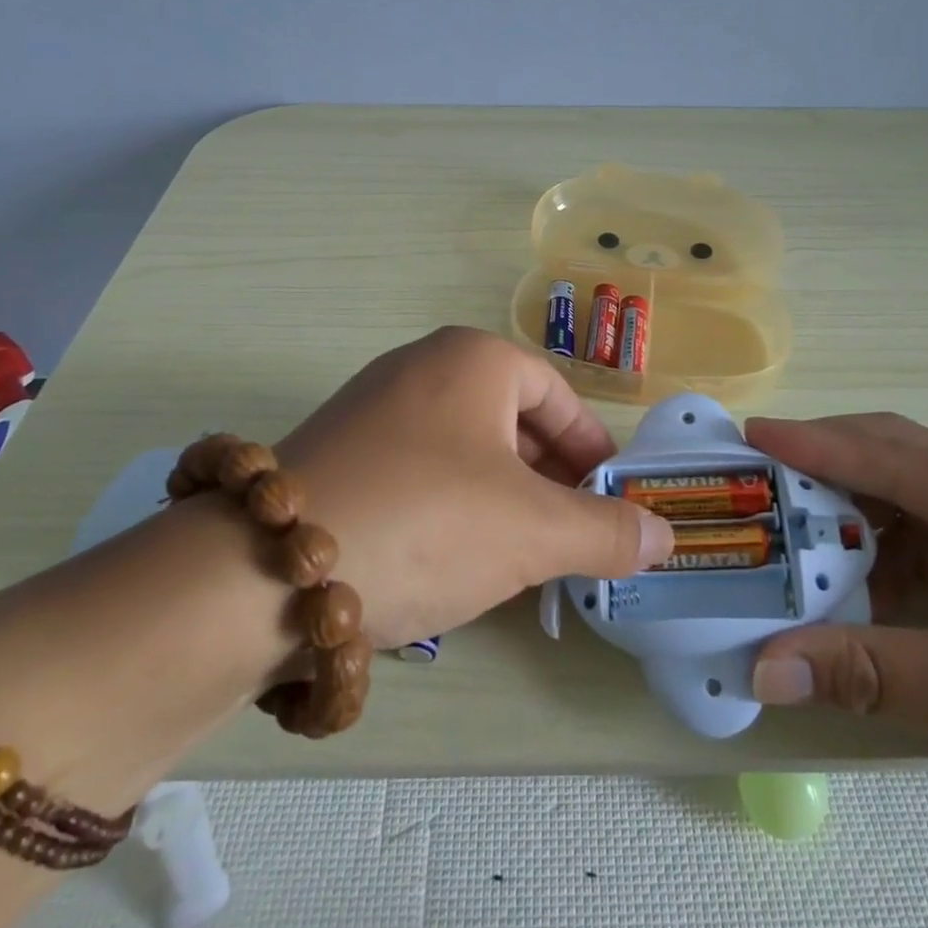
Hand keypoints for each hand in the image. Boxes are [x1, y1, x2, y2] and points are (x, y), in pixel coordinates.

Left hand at [274, 327, 672, 648]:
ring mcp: (371, 405)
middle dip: (547, 480)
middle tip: (567, 537)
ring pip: (464, 448)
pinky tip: (445, 557)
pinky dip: (448, 504)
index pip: (557, 396)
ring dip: (500, 498)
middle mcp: (420, 365)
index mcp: (473, 358)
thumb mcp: (533, 532)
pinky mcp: (336, 450)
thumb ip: (606, 532)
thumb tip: (664, 536)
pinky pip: (417, 468)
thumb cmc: (426, 522)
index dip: (591, 451)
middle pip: (510, 420)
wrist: (264, 570)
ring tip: (514, 556)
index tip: (609, 504)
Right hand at [744, 413, 927, 892]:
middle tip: (764, 472)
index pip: (905, 461)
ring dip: (859, 518)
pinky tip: (853, 576)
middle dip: (834, 469)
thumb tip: (760, 670)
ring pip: (922, 504)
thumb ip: (859, 670)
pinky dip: (892, 556)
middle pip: (912, 464)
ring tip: (794, 526)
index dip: (822, 446)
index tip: (755, 433)